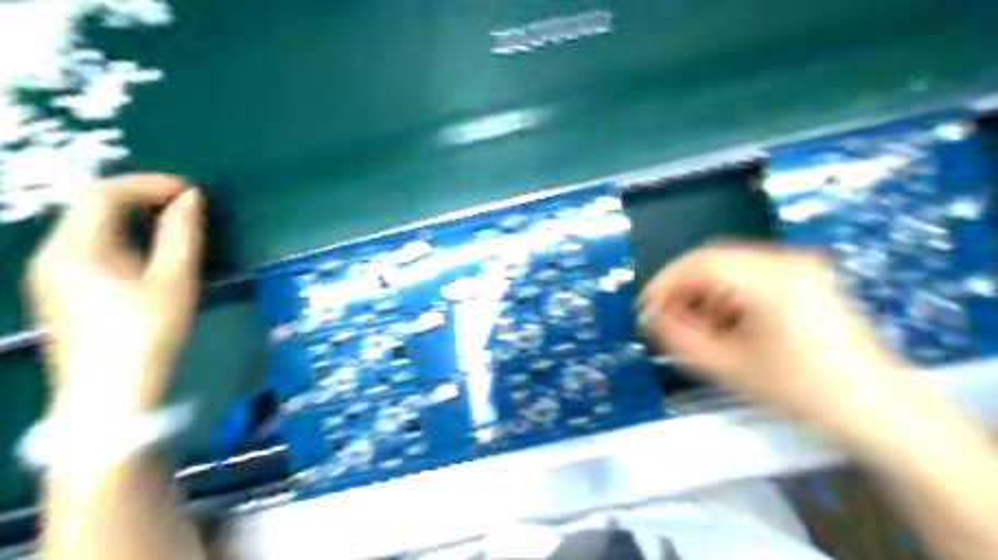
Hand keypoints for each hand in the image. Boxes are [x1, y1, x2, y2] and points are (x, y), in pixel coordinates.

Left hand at [26, 175, 201, 414]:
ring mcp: (49, 275)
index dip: (148, 184)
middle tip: (183, 206)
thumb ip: (182, 235)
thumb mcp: (173, 282)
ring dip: (131, 218)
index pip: (101, 193)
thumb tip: (191, 198)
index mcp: (74, 249)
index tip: (190, 192)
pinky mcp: (58, 292)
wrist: (110, 396)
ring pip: (87, 227)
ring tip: (172, 227)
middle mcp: (50, 254)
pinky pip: (86, 248)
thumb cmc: (147, 334)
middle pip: (88, 206)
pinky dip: (120, 239)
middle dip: (139, 198)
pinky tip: (147, 256)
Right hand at [640, 243, 906, 429]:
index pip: (699, 262)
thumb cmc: (803, 392)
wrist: (881, 411)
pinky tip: (725, 326)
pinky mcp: (807, 279)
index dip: (664, 283)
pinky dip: (728, 297)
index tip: (645, 308)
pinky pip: (752, 277)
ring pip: (731, 268)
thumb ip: (680, 338)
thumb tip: (651, 317)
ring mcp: (801, 267)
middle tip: (666, 321)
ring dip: (705, 294)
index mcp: (770, 278)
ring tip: (697, 329)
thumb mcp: (730, 368)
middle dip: (683, 290)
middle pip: (714, 261)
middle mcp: (786, 261)